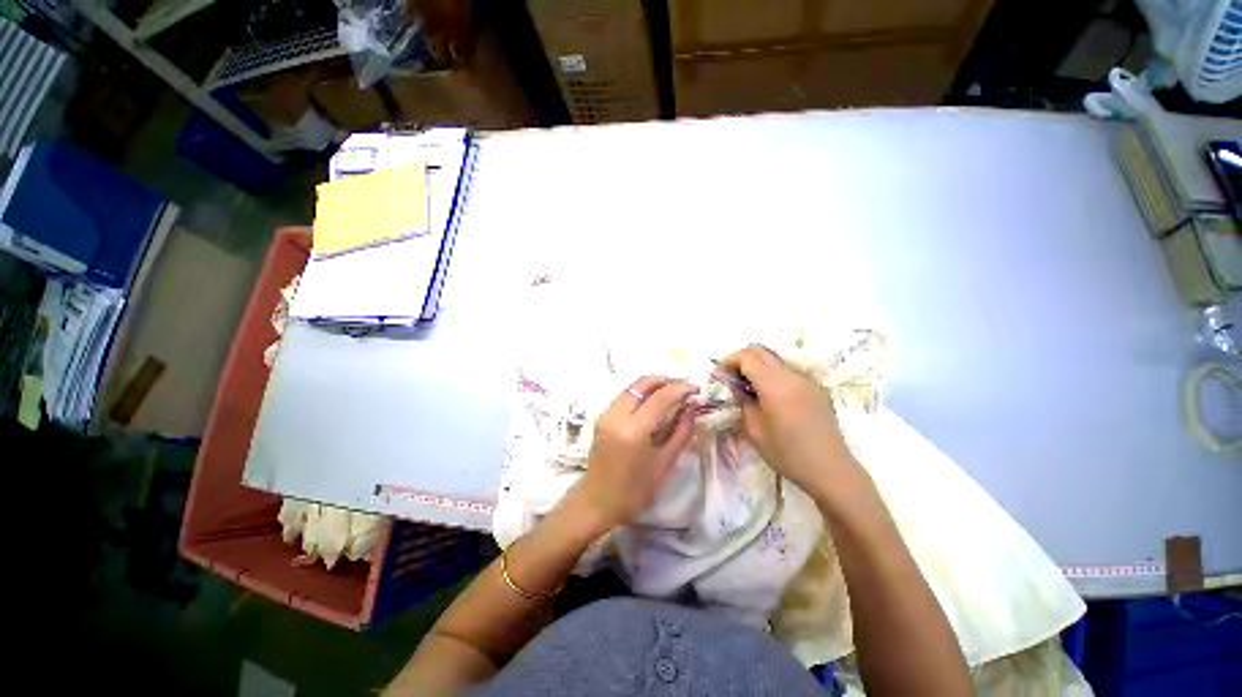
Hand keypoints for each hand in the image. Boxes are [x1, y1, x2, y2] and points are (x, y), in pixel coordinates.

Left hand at [566, 377, 697, 530]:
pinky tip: (655, 401)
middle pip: (643, 383)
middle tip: (684, 386)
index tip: (696, 388)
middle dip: (666, 380)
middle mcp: (617, 416)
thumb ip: (681, 433)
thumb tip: (692, 409)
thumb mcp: (664, 465)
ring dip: (653, 384)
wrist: (597, 502)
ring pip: (632, 387)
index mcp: (633, 431)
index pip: (660, 397)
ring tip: (673, 392)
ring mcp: (606, 414)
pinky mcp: (602, 417)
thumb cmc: (634, 492)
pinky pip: (624, 395)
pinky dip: (641, 393)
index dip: (680, 388)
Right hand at [720, 345, 859, 493]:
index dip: (729, 361)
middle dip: (740, 359)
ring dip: (756, 365)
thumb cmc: (787, 453)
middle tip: (730, 378)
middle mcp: (792, 375)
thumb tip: (736, 388)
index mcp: (776, 385)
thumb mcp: (754, 430)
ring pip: (774, 359)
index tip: (718, 375)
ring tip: (747, 387)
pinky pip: (786, 370)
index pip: (747, 356)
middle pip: (761, 351)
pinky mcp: (814, 387)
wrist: (830, 470)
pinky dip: (770, 374)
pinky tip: (767, 395)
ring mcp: (806, 379)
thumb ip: (742, 402)